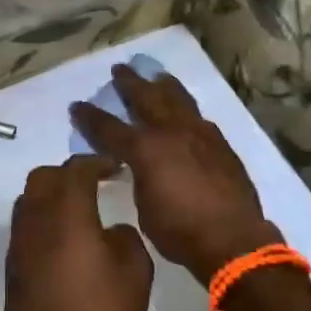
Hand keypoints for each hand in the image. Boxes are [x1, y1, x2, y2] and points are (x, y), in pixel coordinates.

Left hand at [0, 155, 153, 310]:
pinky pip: (27, 224)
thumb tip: (113, 230)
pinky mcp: (13, 263)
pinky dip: (44, 219)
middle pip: (45, 177)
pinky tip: (65, 241)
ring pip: (30, 198)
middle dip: (70, 174)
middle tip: (96, 184)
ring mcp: (20, 240)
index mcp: (67, 210)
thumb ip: (128, 240)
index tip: (116, 167)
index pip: (77, 168)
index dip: (97, 162)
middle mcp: (37, 216)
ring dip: (53, 195)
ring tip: (79, 210)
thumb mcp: (135, 275)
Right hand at [71, 65, 279, 286]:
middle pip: (146, 98)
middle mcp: (170, 132)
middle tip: (119, 70)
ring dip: (164, 86)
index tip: (77, 105)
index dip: (90, 117)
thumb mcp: (143, 207)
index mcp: (145, 149)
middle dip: (129, 83)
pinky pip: (200, 118)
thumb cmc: (180, 231)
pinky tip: (187, 110)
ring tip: (157, 76)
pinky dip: (188, 110)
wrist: (233, 240)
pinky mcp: (221, 145)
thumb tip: (138, 167)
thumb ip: (138, 178)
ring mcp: (199, 135)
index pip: (109, 127)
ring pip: (178, 99)